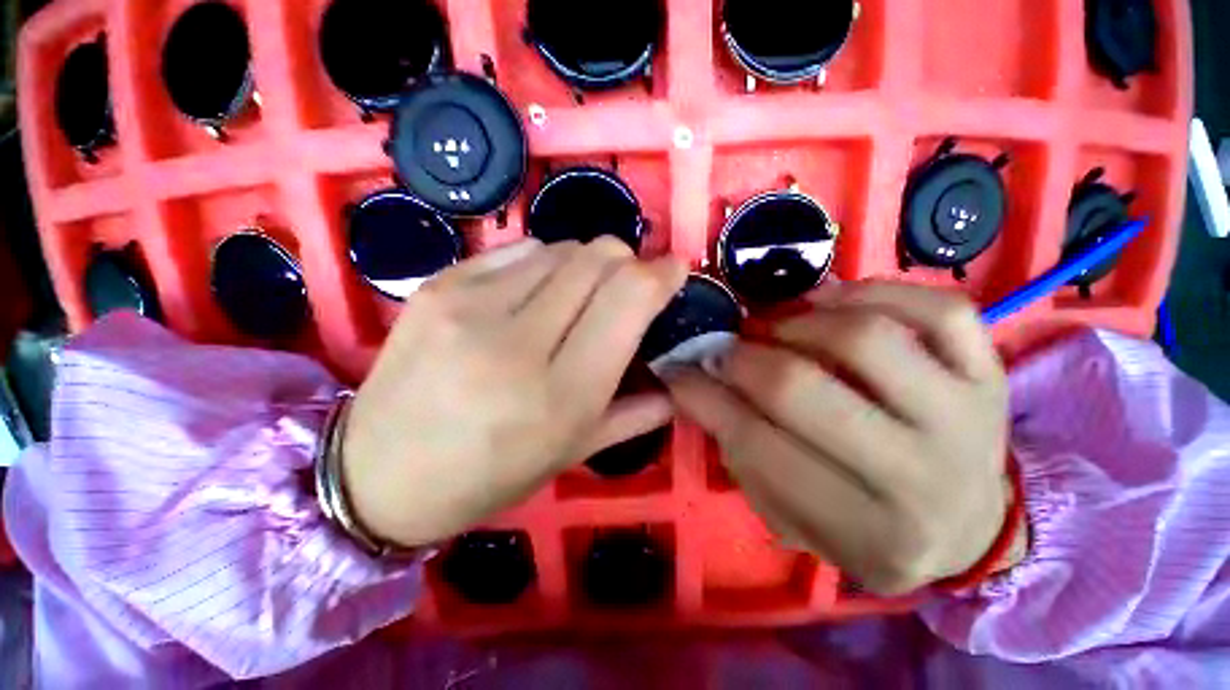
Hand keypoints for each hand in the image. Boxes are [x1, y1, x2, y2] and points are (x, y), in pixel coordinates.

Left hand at [343, 238, 686, 547]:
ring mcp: (471, 305)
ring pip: (561, 247)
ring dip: (585, 264)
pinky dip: (542, 263)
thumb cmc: (489, 475)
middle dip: (627, 262)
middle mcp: (519, 342)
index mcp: (562, 393)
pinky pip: (518, 249)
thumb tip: (675, 383)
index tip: (672, 270)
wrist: (380, 473)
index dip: (661, 274)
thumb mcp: (572, 453)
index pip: (629, 298)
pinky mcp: (439, 286)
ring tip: (576, 295)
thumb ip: (634, 414)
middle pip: (598, 259)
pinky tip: (532, 293)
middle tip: (626, 285)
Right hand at [665, 282, 1011, 594]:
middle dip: (741, 359)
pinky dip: (869, 292)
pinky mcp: (993, 373)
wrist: (968, 527)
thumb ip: (740, 454)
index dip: (703, 398)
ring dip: (796, 323)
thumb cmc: (868, 530)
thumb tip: (698, 382)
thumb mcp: (792, 517)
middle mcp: (923, 475)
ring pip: (864, 337)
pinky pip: (936, 308)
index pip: (757, 445)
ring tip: (774, 327)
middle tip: (723, 348)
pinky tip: (831, 303)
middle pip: (802, 387)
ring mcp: (968, 416)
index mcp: (865, 530)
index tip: (677, 371)